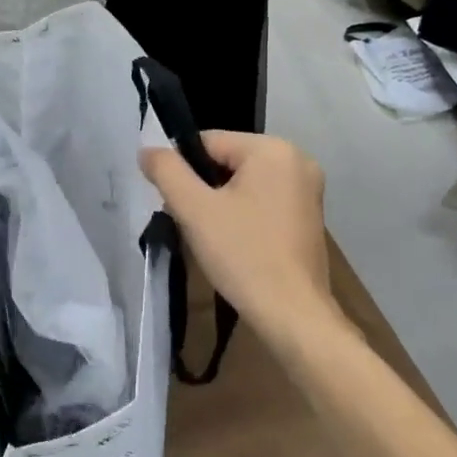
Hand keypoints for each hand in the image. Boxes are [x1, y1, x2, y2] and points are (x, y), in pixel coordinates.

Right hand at [139, 132, 333, 344]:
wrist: (292, 314)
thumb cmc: (243, 255)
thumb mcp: (194, 210)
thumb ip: (167, 172)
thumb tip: (147, 150)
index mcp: (273, 149)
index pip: (209, 142)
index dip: (184, 170)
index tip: (176, 204)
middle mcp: (297, 160)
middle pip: (227, 161)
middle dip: (203, 188)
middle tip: (192, 223)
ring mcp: (308, 189)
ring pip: (244, 183)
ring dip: (221, 203)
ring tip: (211, 237)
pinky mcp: (309, 216)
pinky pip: (263, 200)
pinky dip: (243, 215)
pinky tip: (234, 243)